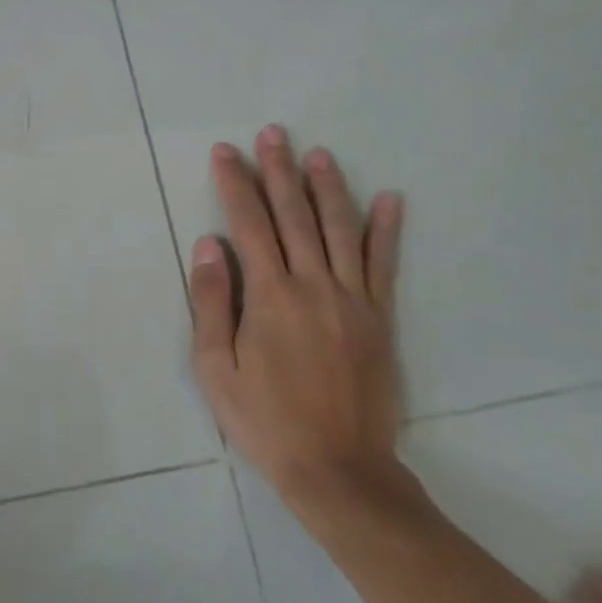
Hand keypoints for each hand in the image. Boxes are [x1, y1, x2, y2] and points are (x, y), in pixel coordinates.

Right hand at [188, 126, 407, 521]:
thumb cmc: (265, 420)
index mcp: (270, 296)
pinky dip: (387, 230)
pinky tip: (390, 199)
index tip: (226, 152)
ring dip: (328, 187)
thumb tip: (210, 245)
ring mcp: (352, 299)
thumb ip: (213, 302)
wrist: (338, 468)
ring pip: (340, 229)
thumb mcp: (216, 369)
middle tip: (273, 134)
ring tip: (318, 153)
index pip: (249, 224)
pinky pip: (385, 265)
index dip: (235, 184)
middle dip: (279, 171)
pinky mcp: (380, 318)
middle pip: (294, 215)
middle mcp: (313, 285)